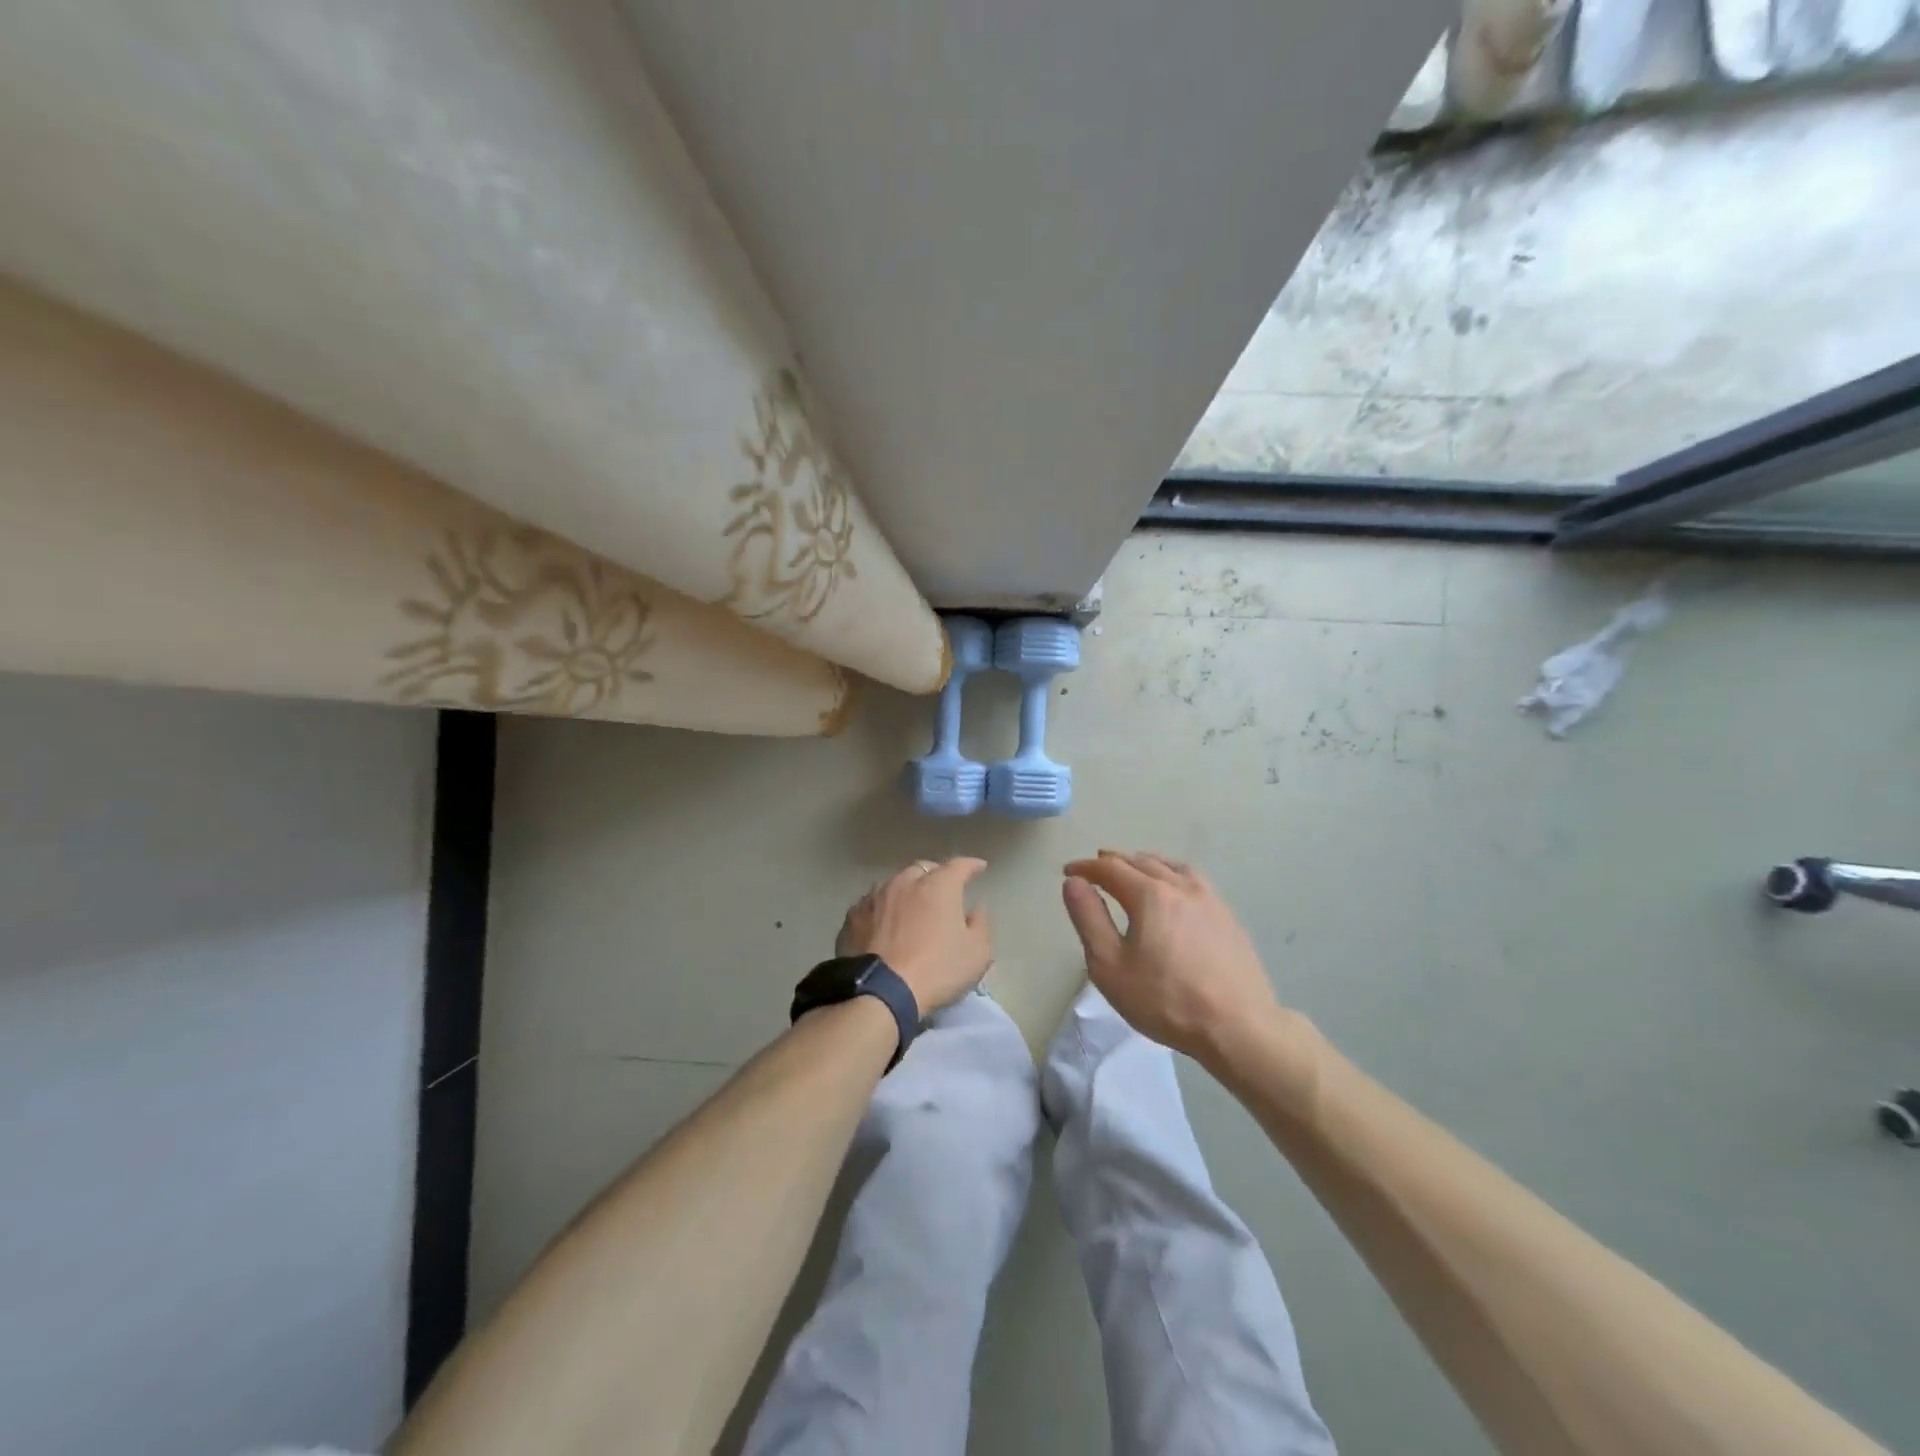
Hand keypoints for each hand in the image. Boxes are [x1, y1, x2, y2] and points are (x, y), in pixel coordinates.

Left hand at [837, 858, 992, 1015]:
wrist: (879, 993)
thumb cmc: (936, 971)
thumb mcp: (977, 954)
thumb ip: (981, 925)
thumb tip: (976, 909)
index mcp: (938, 886)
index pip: (959, 866)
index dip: (971, 865)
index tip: (979, 867)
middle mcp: (905, 882)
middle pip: (923, 869)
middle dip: (936, 874)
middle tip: (943, 889)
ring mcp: (875, 897)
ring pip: (895, 883)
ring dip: (907, 890)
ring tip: (911, 905)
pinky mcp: (853, 916)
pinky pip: (873, 903)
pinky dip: (883, 907)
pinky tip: (884, 922)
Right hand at [1061, 851, 1280, 1061]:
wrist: (1239, 1027)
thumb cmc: (1165, 1000)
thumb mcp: (1110, 966)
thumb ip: (1089, 918)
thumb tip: (1074, 882)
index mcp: (1150, 894)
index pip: (1110, 868)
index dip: (1086, 867)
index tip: (1068, 871)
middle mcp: (1180, 886)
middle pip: (1141, 861)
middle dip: (1114, 861)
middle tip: (1095, 869)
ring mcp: (1209, 899)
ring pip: (1170, 866)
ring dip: (1145, 863)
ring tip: (1132, 871)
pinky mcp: (1227, 916)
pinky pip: (1193, 880)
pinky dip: (1171, 874)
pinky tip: (1173, 890)